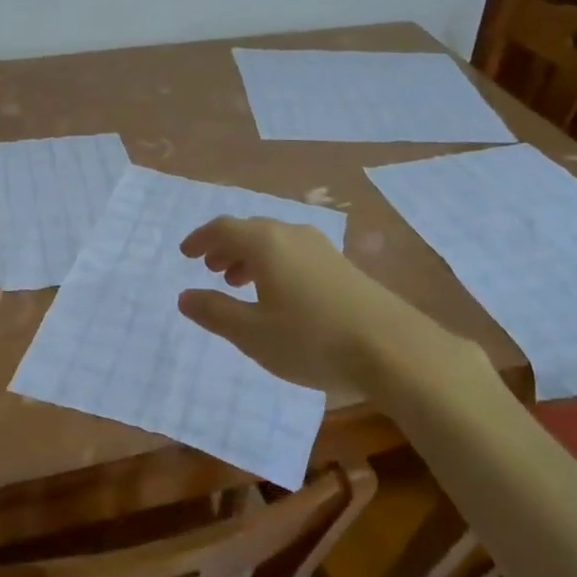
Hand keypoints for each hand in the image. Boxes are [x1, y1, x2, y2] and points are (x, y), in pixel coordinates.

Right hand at [177, 216, 455, 394]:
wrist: (392, 348)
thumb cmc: (312, 339)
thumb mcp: (253, 334)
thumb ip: (215, 312)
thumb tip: (184, 295)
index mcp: (265, 242)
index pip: (223, 228)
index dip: (200, 239)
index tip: (185, 255)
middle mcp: (292, 234)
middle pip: (250, 230)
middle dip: (226, 248)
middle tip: (211, 269)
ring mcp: (321, 247)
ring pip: (275, 242)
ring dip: (250, 257)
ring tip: (240, 283)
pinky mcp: (342, 265)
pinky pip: (294, 252)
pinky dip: (274, 265)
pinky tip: (280, 295)